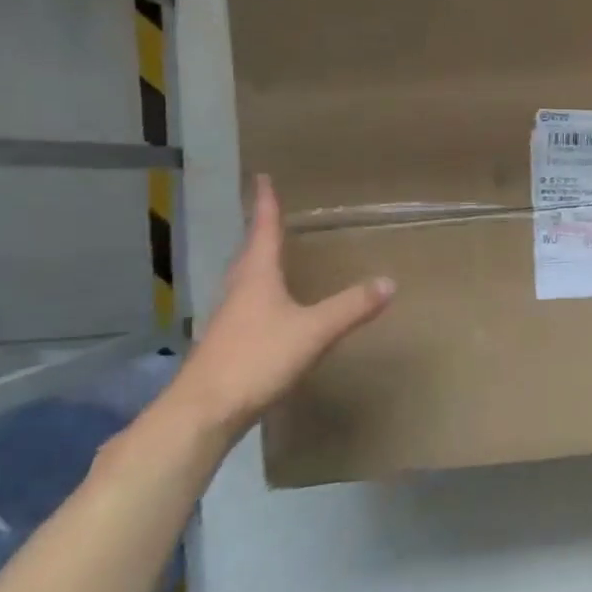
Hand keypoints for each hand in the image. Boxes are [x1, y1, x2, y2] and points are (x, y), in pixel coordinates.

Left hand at [170, 175, 394, 437]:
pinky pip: (248, 305)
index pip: (262, 231)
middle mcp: (239, 291)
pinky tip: (272, 307)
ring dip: (258, 261)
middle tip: (269, 211)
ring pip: (246, 279)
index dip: (264, 204)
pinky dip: (261, 293)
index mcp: (256, 277)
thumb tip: (389, 281)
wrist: (202, 413)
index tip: (261, 177)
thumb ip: (351, 307)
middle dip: (260, 230)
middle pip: (249, 252)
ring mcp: (230, 319)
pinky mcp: (228, 344)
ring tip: (273, 253)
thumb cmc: (256, 359)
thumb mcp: (313, 331)